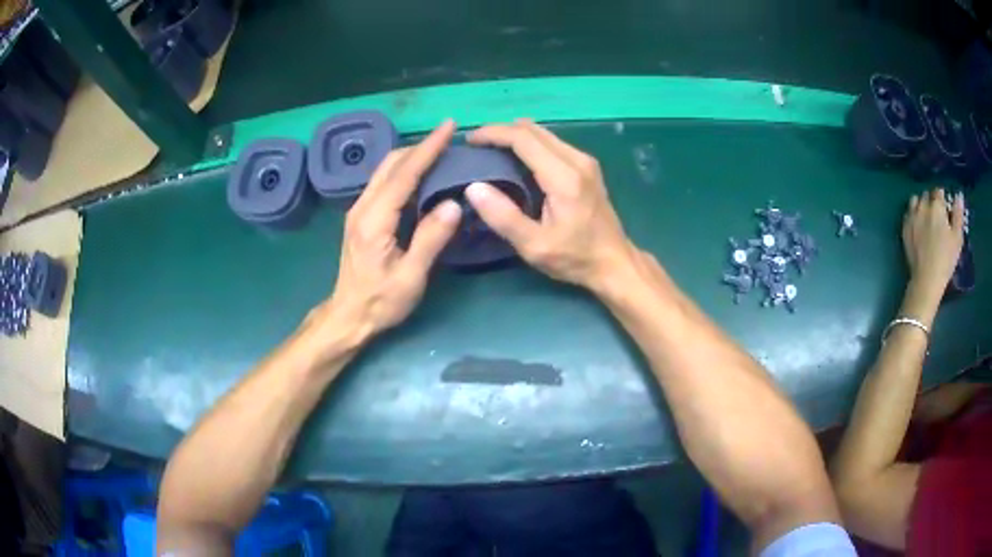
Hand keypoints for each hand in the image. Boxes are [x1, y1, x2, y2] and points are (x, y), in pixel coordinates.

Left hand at [319, 121, 461, 340]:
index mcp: (374, 219)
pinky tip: (421, 176)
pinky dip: (403, 171)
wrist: (348, 316)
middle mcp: (362, 207)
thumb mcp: (411, 277)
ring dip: (411, 157)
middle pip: (390, 164)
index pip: (404, 173)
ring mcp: (358, 210)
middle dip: (420, 146)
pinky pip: (383, 183)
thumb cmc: (381, 301)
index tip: (448, 127)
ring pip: (384, 170)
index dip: (428, 148)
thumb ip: (430, 239)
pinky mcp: (360, 217)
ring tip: (439, 152)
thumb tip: (454, 203)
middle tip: (449, 139)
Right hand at [464, 120, 633, 289]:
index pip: (523, 138)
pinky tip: (519, 160)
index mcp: (564, 177)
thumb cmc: (575, 258)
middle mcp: (577, 160)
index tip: (470, 141)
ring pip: (544, 134)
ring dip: (517, 136)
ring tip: (493, 151)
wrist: (615, 263)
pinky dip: (531, 144)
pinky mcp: (588, 167)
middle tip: (478, 146)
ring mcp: (585, 161)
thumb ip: (504, 217)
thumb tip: (474, 188)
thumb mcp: (534, 246)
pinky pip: (553, 143)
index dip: (493, 133)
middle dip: (502, 132)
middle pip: (534, 130)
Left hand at [902, 188, 964, 297]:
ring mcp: (912, 217)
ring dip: (921, 205)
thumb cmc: (946, 259)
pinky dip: (913, 215)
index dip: (943, 199)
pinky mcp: (905, 228)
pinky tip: (918, 226)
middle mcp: (922, 206)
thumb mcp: (957, 237)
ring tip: (927, 218)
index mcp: (936, 206)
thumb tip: (959, 194)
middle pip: (926, 195)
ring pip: (915, 201)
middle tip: (937, 215)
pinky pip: (908, 214)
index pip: (938, 192)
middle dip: (932, 201)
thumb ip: (958, 214)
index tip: (945, 209)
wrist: (927, 278)